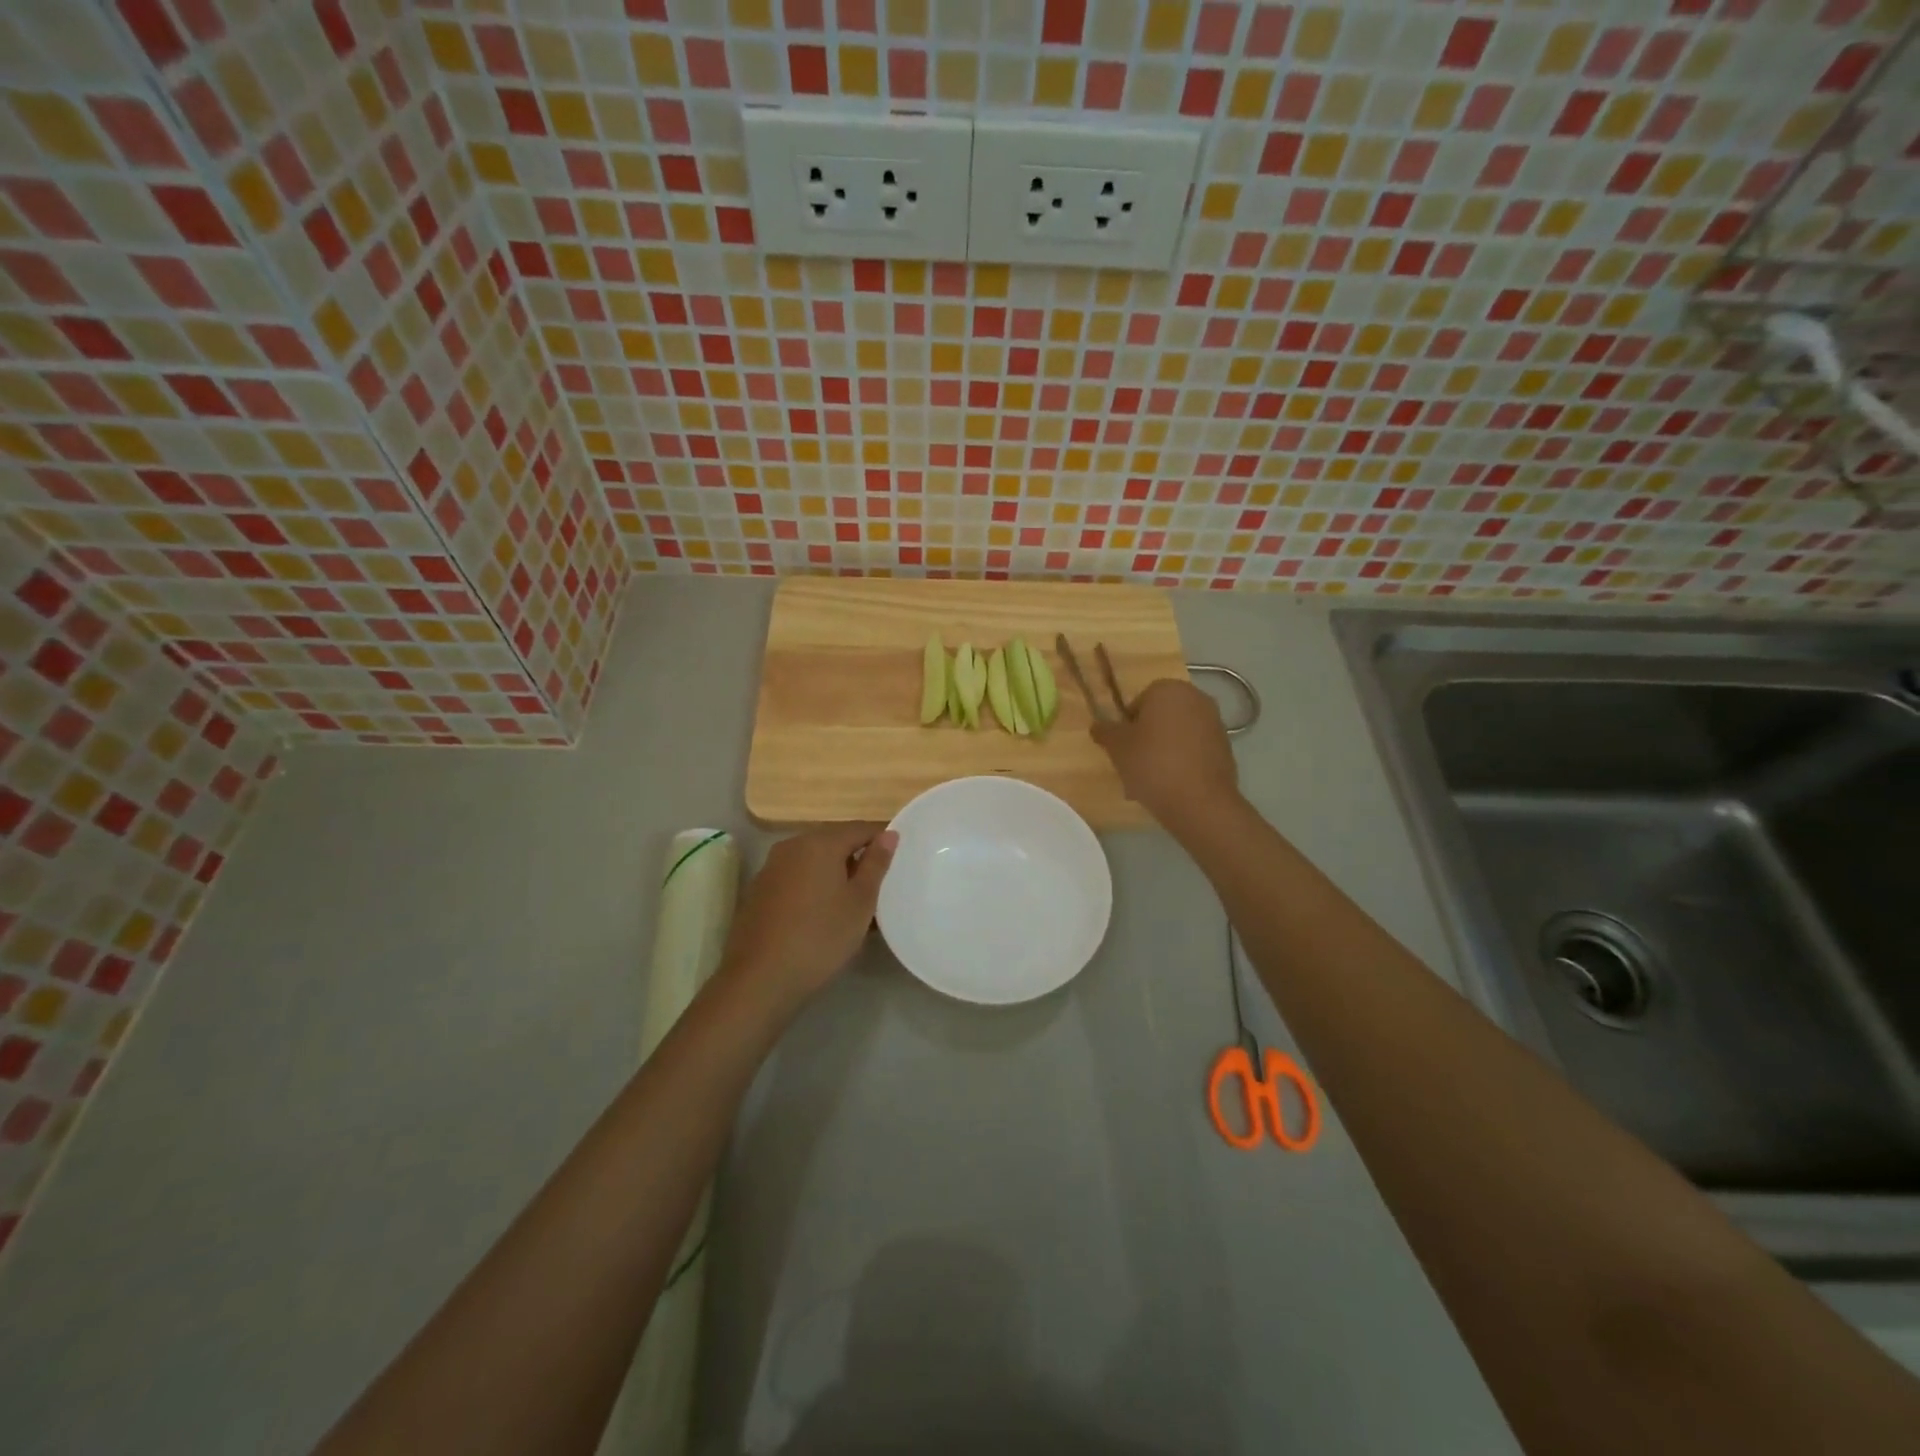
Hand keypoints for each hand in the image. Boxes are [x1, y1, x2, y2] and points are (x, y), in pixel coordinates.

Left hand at [720, 824, 897, 1011]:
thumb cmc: (820, 937)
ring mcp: (771, 867)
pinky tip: (821, 914)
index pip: (860, 828)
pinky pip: (795, 877)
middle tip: (878, 885)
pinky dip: (813, 886)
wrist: (760, 979)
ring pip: (813, 860)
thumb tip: (889, 834)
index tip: (898, 859)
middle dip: (857, 857)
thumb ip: (876, 864)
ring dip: (834, 873)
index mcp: (820, 843)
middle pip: (834, 841)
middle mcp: (792, 845)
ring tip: (852, 902)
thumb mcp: (860, 902)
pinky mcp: (759, 890)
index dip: (881, 840)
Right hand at [1091, 679, 1238, 827]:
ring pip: (1178, 734)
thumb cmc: (1152, 764)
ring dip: (1164, 750)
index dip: (1127, 724)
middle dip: (1148, 736)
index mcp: (1168, 689)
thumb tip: (1098, 726)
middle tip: (1134, 762)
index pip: (1139, 701)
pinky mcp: (1226, 748)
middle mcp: (1196, 698)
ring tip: (1152, 779)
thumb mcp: (1117, 747)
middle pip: (1161, 716)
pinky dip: (1183, 762)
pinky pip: (1195, 750)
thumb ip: (1105, 731)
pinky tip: (1172, 785)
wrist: (1199, 801)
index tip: (1123, 747)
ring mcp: (1215, 723)